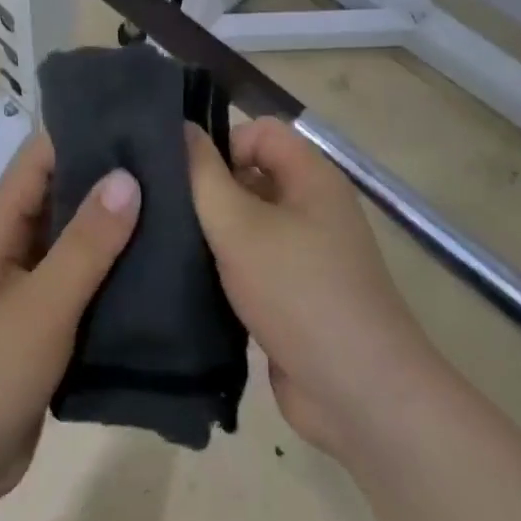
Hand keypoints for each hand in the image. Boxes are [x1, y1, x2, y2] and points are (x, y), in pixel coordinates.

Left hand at [0, 134, 139, 502]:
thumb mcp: (42, 304)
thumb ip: (85, 244)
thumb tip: (127, 176)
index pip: (37, 162)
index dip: (79, 135)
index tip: (134, 121)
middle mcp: (8, 249)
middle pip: (58, 199)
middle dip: (105, 180)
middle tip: (170, 164)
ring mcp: (25, 289)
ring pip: (72, 243)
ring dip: (112, 228)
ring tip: (174, 206)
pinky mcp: (42, 325)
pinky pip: (79, 285)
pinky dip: (110, 272)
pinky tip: (156, 268)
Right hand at [187, 117, 436, 462]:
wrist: (358, 392)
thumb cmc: (298, 292)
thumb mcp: (239, 226)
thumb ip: (204, 175)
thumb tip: (182, 128)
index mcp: (311, 178)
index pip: (259, 131)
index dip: (221, 143)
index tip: (183, 176)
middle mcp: (312, 208)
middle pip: (251, 176)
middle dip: (208, 189)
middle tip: (161, 210)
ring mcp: (305, 255)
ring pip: (247, 224)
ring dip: (211, 233)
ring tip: (165, 245)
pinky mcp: (293, 295)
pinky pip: (251, 264)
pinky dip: (223, 268)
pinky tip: (186, 282)